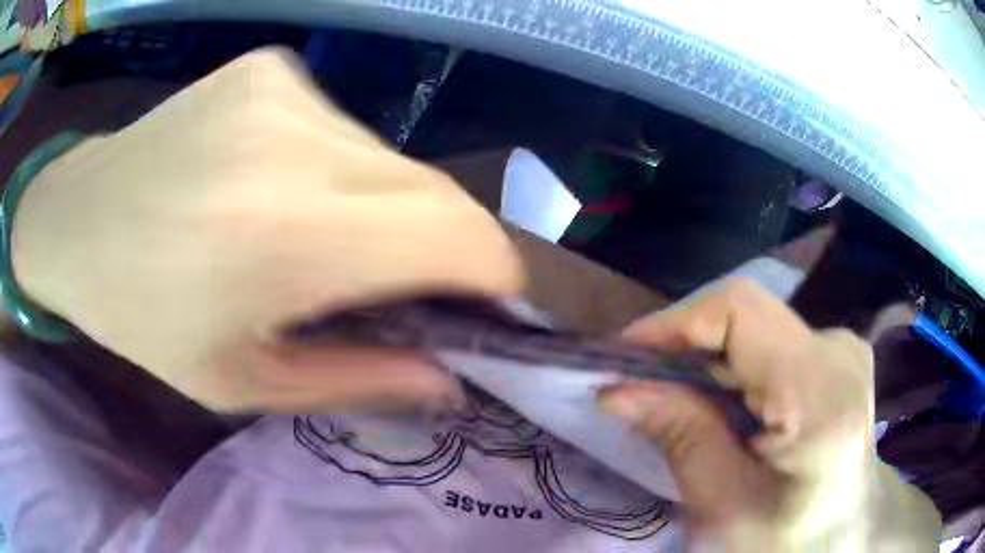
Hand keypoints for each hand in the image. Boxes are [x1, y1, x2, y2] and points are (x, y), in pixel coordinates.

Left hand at [11, 48, 522, 412]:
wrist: (76, 219)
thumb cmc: (141, 318)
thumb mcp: (241, 382)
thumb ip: (359, 380)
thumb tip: (450, 381)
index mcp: (285, 233)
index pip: (458, 234)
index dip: (499, 271)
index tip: (493, 305)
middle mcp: (298, 139)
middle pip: (436, 191)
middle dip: (444, 247)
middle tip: (405, 286)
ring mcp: (286, 88)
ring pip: (393, 159)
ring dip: (386, 207)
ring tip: (322, 238)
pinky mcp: (272, 69)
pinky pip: (345, 128)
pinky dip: (341, 169)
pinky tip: (280, 185)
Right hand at [599, 281, 938, 549]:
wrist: (847, 535)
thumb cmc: (786, 541)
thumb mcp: (725, 508)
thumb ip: (681, 438)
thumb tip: (617, 391)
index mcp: (819, 395)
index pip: (741, 312)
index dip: (676, 322)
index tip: (623, 355)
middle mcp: (838, 351)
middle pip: (747, 315)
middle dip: (685, 344)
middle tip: (640, 383)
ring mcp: (843, 347)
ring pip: (757, 326)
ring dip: (708, 356)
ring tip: (677, 398)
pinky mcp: (839, 352)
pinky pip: (773, 339)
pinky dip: (735, 363)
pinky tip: (725, 402)